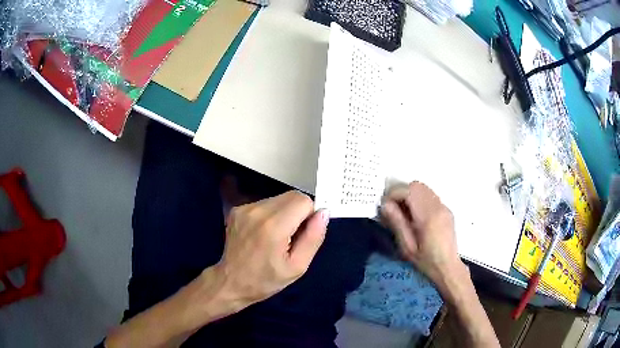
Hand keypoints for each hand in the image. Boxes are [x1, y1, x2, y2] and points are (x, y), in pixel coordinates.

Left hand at [216, 191, 328, 305]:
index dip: (310, 214)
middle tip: (292, 236)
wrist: (231, 282)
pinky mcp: (237, 209)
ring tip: (277, 236)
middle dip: (299, 212)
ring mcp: (245, 208)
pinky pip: (265, 203)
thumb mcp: (297, 266)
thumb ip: (313, 238)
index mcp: (273, 226)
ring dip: (285, 212)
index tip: (304, 233)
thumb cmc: (266, 280)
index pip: (303, 200)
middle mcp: (257, 211)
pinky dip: (271, 214)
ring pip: (279, 198)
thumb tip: (323, 213)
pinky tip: (265, 233)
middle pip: (292, 195)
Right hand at [381, 181, 463, 286]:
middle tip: (393, 209)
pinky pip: (430, 196)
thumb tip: (385, 205)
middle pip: (417, 185)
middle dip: (401, 193)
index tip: (385, 207)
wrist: (448, 267)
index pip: (409, 191)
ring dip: (410, 195)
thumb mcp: (407, 247)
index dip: (393, 194)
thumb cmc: (426, 261)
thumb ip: (397, 223)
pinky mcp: (446, 210)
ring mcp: (444, 207)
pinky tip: (415, 216)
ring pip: (423, 189)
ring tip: (403, 213)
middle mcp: (438, 207)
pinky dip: (418, 199)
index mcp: (428, 216)